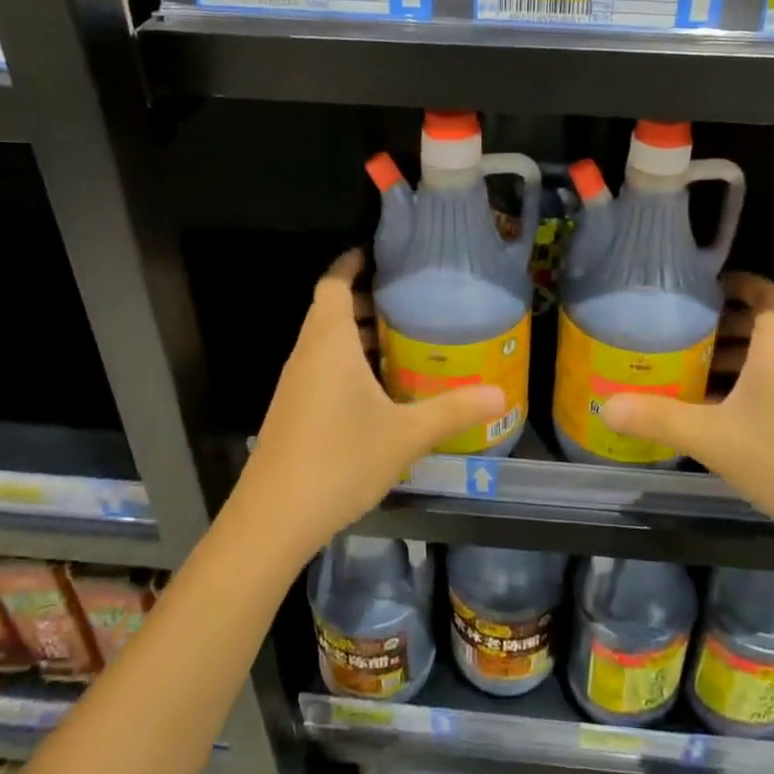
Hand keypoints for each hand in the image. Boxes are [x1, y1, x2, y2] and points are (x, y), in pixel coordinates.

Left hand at [234, 250, 505, 563]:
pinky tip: (379, 389)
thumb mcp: (405, 434)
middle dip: (367, 300)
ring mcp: (296, 384)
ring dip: (359, 334)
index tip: (380, 254)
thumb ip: (453, 410)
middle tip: (409, 300)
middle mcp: (308, 354)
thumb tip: (500, 394)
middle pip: (331, 310)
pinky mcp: (293, 411)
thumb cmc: (340, 460)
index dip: (352, 263)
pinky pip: (322, 368)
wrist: (273, 519)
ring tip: (402, 340)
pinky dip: (348, 363)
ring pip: (326, 342)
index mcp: (330, 342)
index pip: (334, 283)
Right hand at [601, 274, 773, 556]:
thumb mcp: (712, 438)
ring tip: (686, 370)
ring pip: (767, 358)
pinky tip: (715, 414)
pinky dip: (745, 386)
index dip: (735, 282)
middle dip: (720, 324)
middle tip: (677, 330)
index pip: (763, 291)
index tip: (699, 287)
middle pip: (761, 324)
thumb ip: (658, 419)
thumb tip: (606, 406)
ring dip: (731, 358)